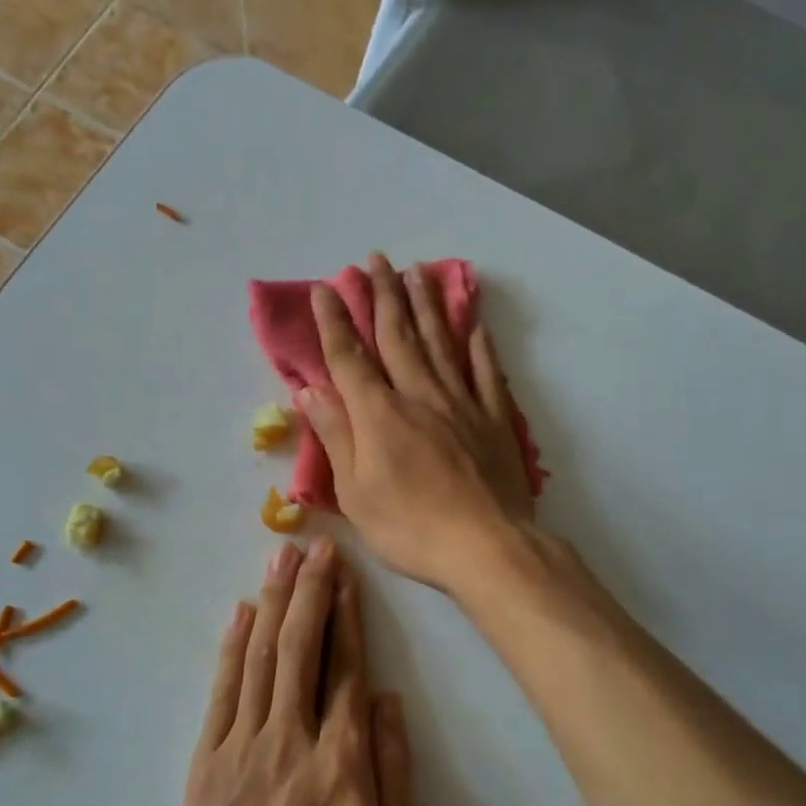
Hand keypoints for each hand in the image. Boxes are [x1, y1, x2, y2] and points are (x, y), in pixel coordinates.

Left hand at [171, 539, 415, 805]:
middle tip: (314, 545)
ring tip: (281, 558)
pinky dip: (231, 646)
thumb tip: (389, 699)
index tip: (345, 573)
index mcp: (340, 757)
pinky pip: (222, 689)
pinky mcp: (206, 758)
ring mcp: (242, 743)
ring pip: (259, 656)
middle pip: (300, 647)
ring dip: (273, 602)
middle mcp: (290, 735)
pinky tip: (240, 613)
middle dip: (309, 590)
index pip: (345, 667)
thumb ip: (394, 770)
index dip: (346, 614)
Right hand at [300, 253, 534, 591]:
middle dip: (383, 295)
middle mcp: (420, 395)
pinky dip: (478, 346)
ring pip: (441, 342)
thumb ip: (336, 436)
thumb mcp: (355, 492)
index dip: (335, 322)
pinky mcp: (495, 419)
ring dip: (426, 305)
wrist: (486, 546)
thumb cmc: (410, 527)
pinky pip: (485, 372)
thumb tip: (311, 390)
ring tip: (417, 272)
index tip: (325, 288)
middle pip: (398, 336)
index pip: (350, 358)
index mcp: (379, 414)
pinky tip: (474, 325)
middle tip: (375, 259)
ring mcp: (462, 404)